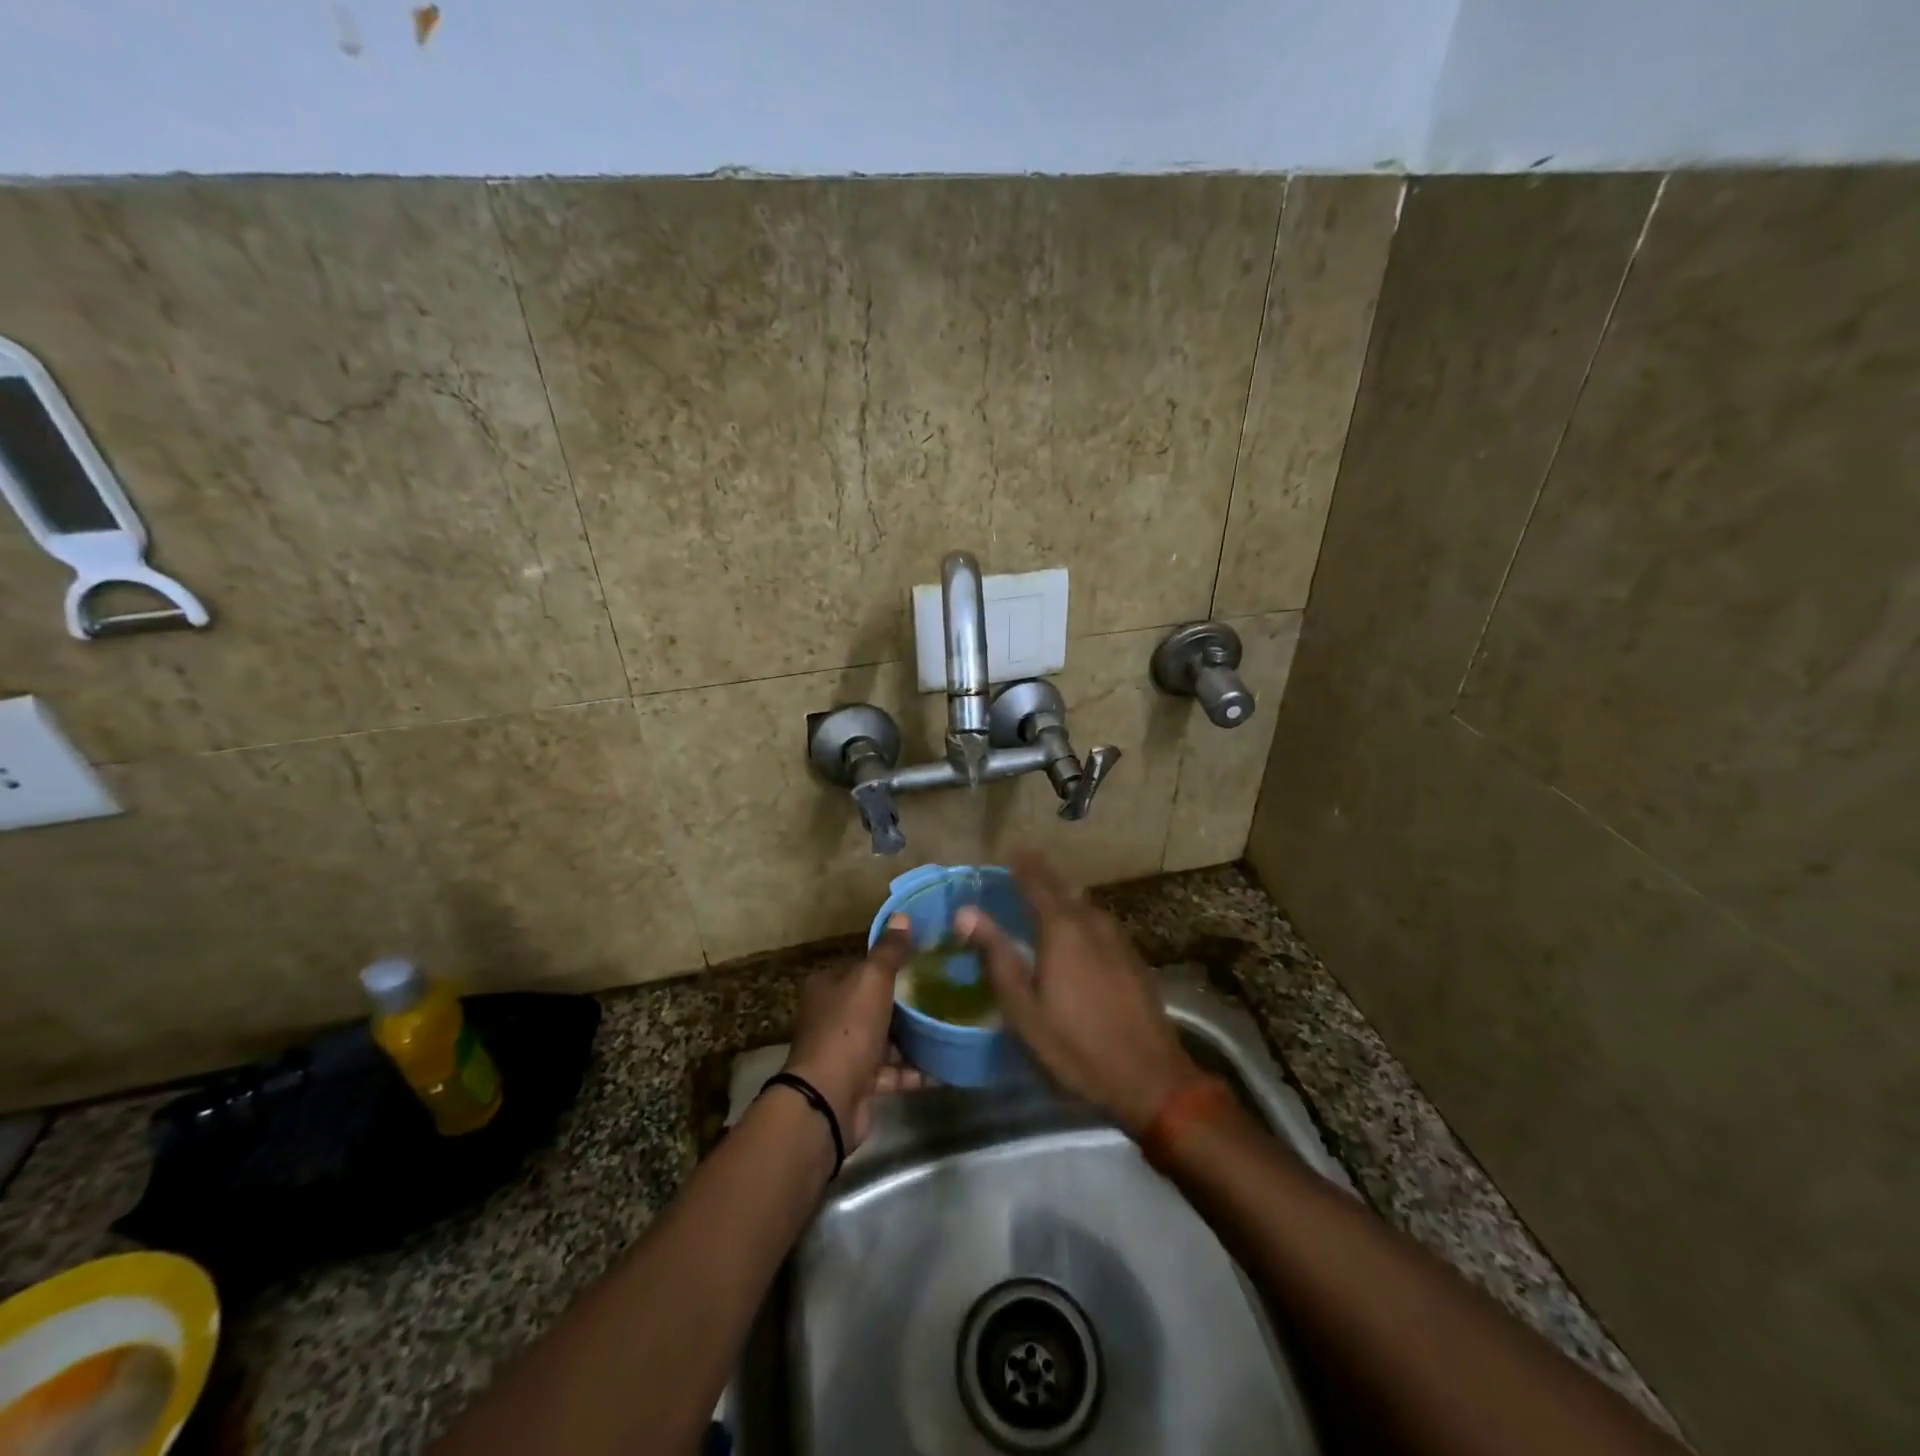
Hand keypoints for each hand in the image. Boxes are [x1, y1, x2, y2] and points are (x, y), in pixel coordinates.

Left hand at [783, 915, 925, 1147]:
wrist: (828, 1100)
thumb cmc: (848, 1028)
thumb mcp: (871, 980)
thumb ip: (889, 951)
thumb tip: (902, 916)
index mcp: (828, 986)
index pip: (862, 966)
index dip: (891, 961)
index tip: (925, 958)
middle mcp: (832, 1017)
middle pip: (876, 1002)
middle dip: (907, 1000)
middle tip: (946, 990)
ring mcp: (846, 1052)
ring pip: (887, 1038)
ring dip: (915, 1036)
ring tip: (952, 1024)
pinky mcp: (861, 1083)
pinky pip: (895, 1071)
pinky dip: (917, 1070)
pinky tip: (948, 1064)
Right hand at [958, 852, 1200, 1138]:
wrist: (1149, 1077)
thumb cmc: (1075, 1045)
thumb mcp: (1023, 1008)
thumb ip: (996, 955)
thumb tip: (966, 912)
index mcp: (1062, 929)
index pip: (1037, 883)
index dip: (1023, 865)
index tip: (1011, 849)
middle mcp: (1092, 923)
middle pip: (1064, 889)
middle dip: (1043, 875)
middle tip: (1024, 865)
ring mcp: (1119, 940)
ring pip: (1085, 906)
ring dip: (1064, 896)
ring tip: (1046, 896)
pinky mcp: (1133, 959)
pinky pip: (1100, 925)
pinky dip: (1082, 918)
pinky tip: (1077, 934)